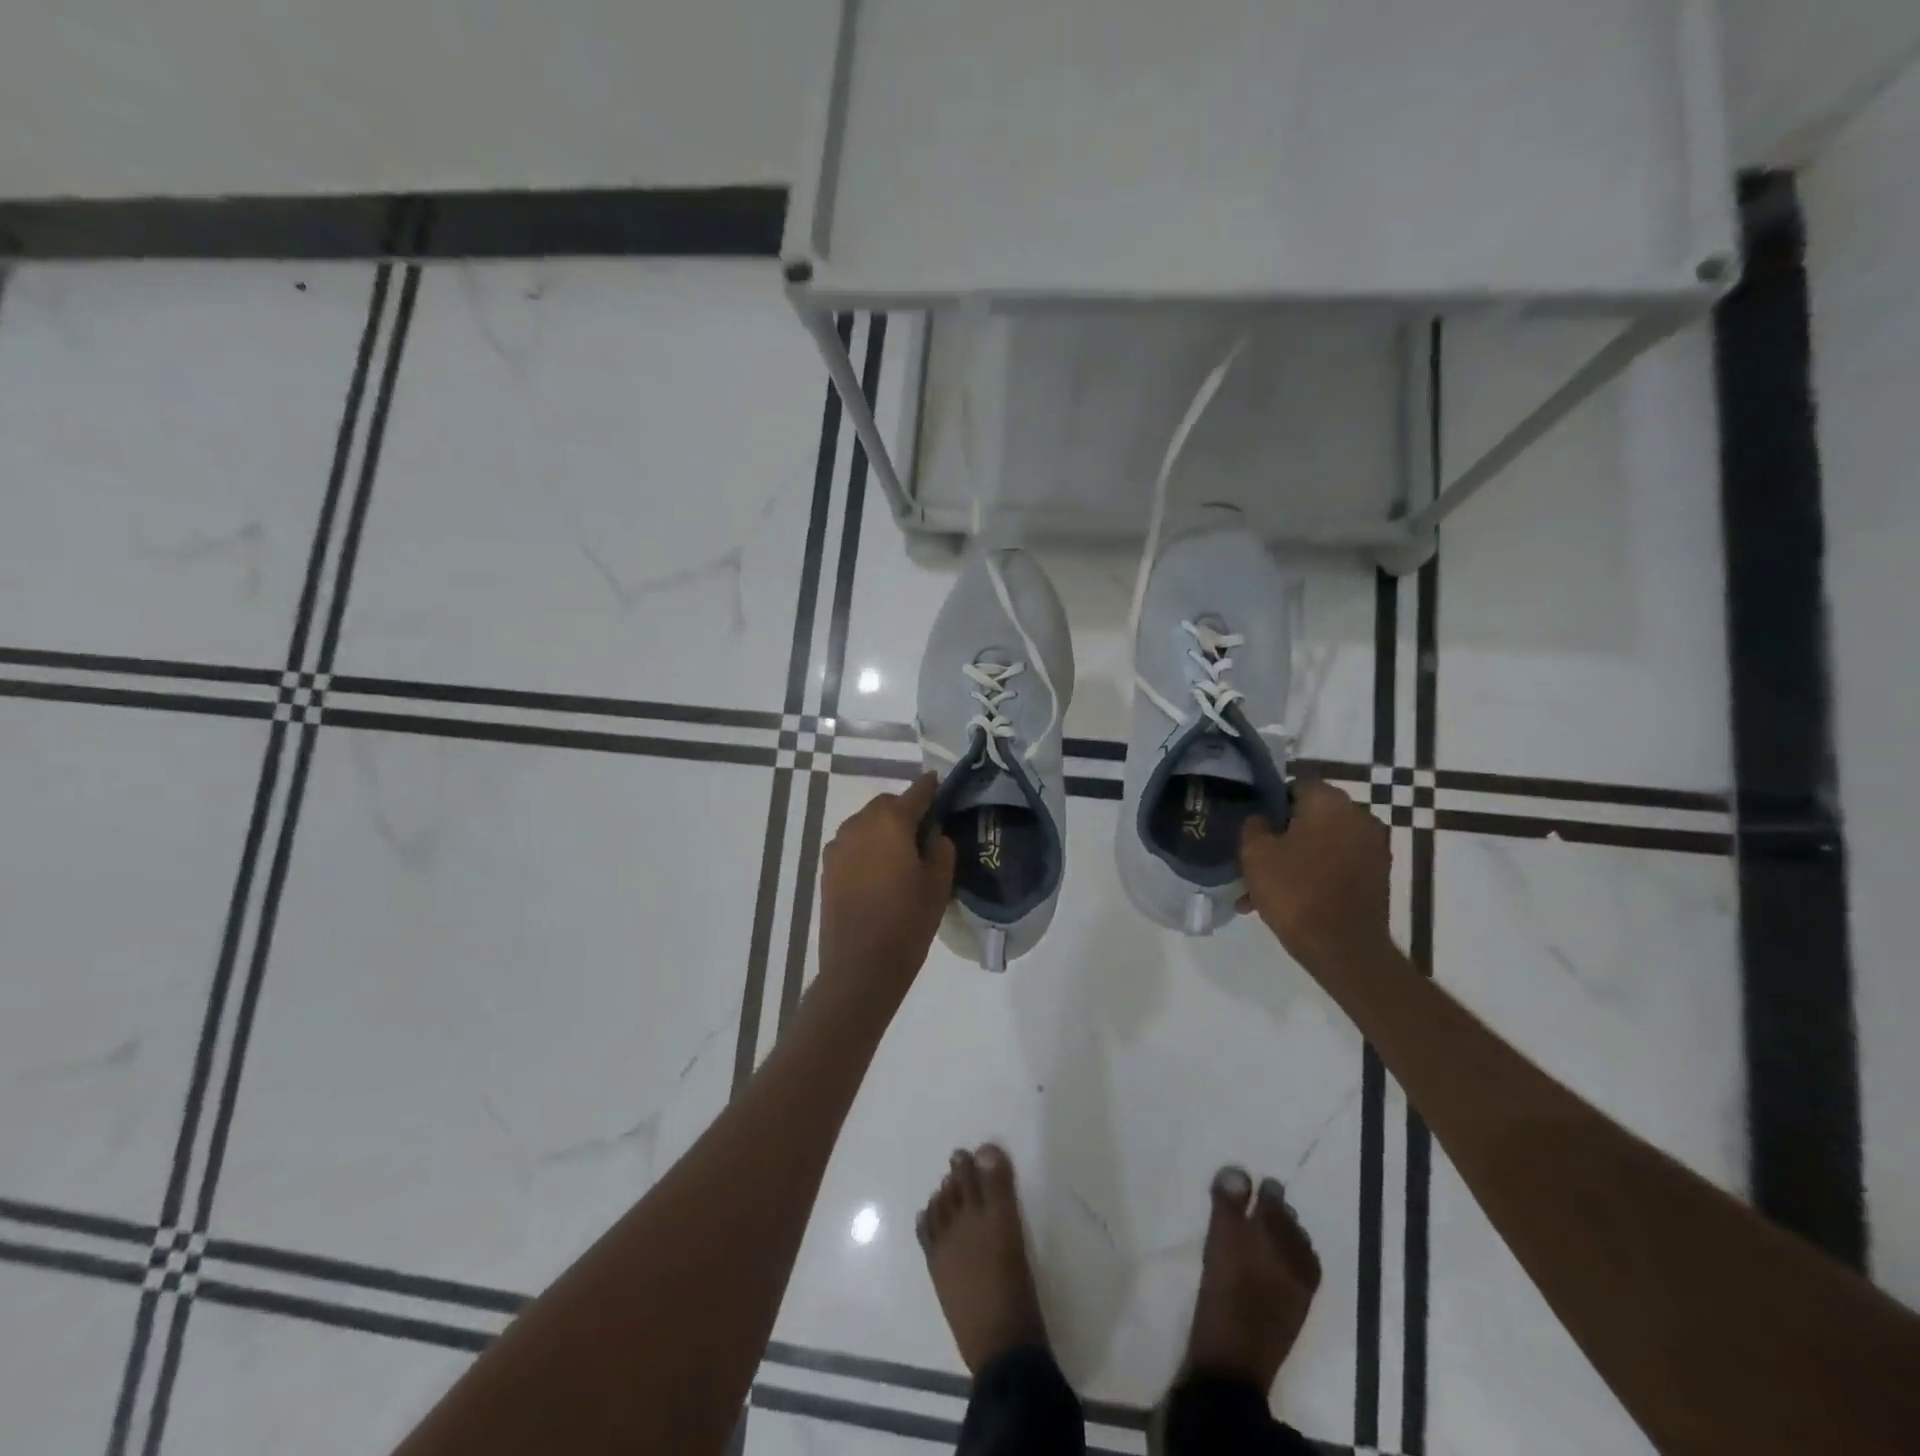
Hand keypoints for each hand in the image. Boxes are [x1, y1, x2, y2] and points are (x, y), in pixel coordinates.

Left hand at [818, 775, 956, 999]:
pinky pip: (854, 845)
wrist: (860, 965)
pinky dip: (868, 848)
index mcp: (890, 821)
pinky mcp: (828, 867)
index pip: (916, 793)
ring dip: (884, 830)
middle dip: (906, 812)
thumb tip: (932, 833)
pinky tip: (880, 872)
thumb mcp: (939, 883)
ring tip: (902, 857)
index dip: (931, 788)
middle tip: (925, 836)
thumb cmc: (908, 920)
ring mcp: (839, 845)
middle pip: (887, 806)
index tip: (940, 785)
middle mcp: (859, 823)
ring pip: (867, 824)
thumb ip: (940, 847)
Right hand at [1239, 780, 1390, 968]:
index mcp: (1330, 802)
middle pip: (1309, 816)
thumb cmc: (1295, 891)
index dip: (1269, 803)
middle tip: (1255, 858)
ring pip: (1321, 843)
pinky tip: (1290, 900)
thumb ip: (1254, 825)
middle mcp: (1359, 816)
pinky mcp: (1378, 877)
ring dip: (1295, 858)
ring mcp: (1373, 848)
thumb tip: (1262, 819)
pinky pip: (1336, 865)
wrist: (1343, 949)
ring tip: (1265, 888)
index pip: (1294, 785)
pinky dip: (1315, 875)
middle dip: (1282, 834)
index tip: (1251, 826)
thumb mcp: (1255, 853)